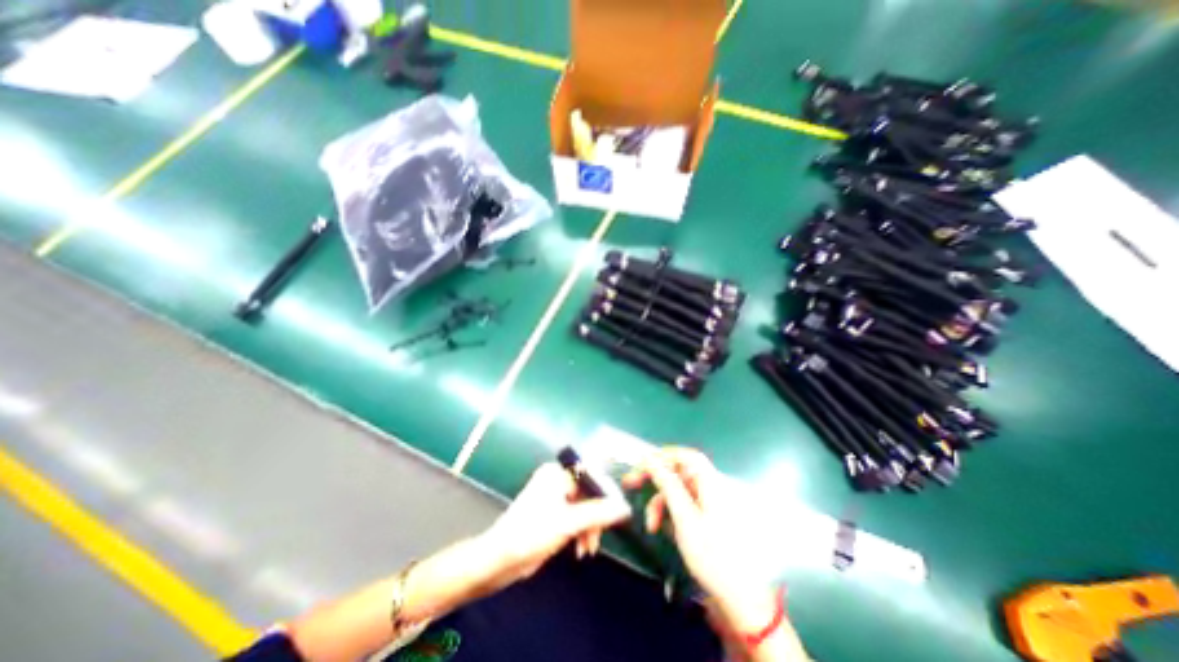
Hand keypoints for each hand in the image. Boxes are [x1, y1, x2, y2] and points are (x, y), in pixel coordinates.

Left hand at [478, 462, 629, 586]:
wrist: (499, 560)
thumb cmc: (531, 534)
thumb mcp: (569, 523)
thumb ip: (599, 514)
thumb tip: (625, 508)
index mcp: (557, 473)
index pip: (591, 474)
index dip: (607, 493)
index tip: (619, 512)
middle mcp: (557, 480)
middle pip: (589, 493)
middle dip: (596, 517)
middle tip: (598, 538)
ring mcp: (554, 497)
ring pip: (584, 507)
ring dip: (589, 528)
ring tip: (588, 549)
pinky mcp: (553, 514)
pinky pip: (576, 517)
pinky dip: (581, 532)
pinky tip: (581, 548)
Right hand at [621, 451, 780, 629]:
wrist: (738, 597)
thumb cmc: (712, 554)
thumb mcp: (684, 518)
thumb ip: (667, 484)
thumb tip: (650, 459)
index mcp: (711, 483)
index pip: (687, 456)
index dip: (664, 454)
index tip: (643, 462)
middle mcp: (711, 488)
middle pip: (678, 473)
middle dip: (655, 480)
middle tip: (631, 483)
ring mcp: (709, 503)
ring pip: (677, 491)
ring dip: (660, 504)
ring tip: (651, 525)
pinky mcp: (706, 517)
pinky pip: (683, 506)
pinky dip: (669, 513)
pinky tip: (662, 529)